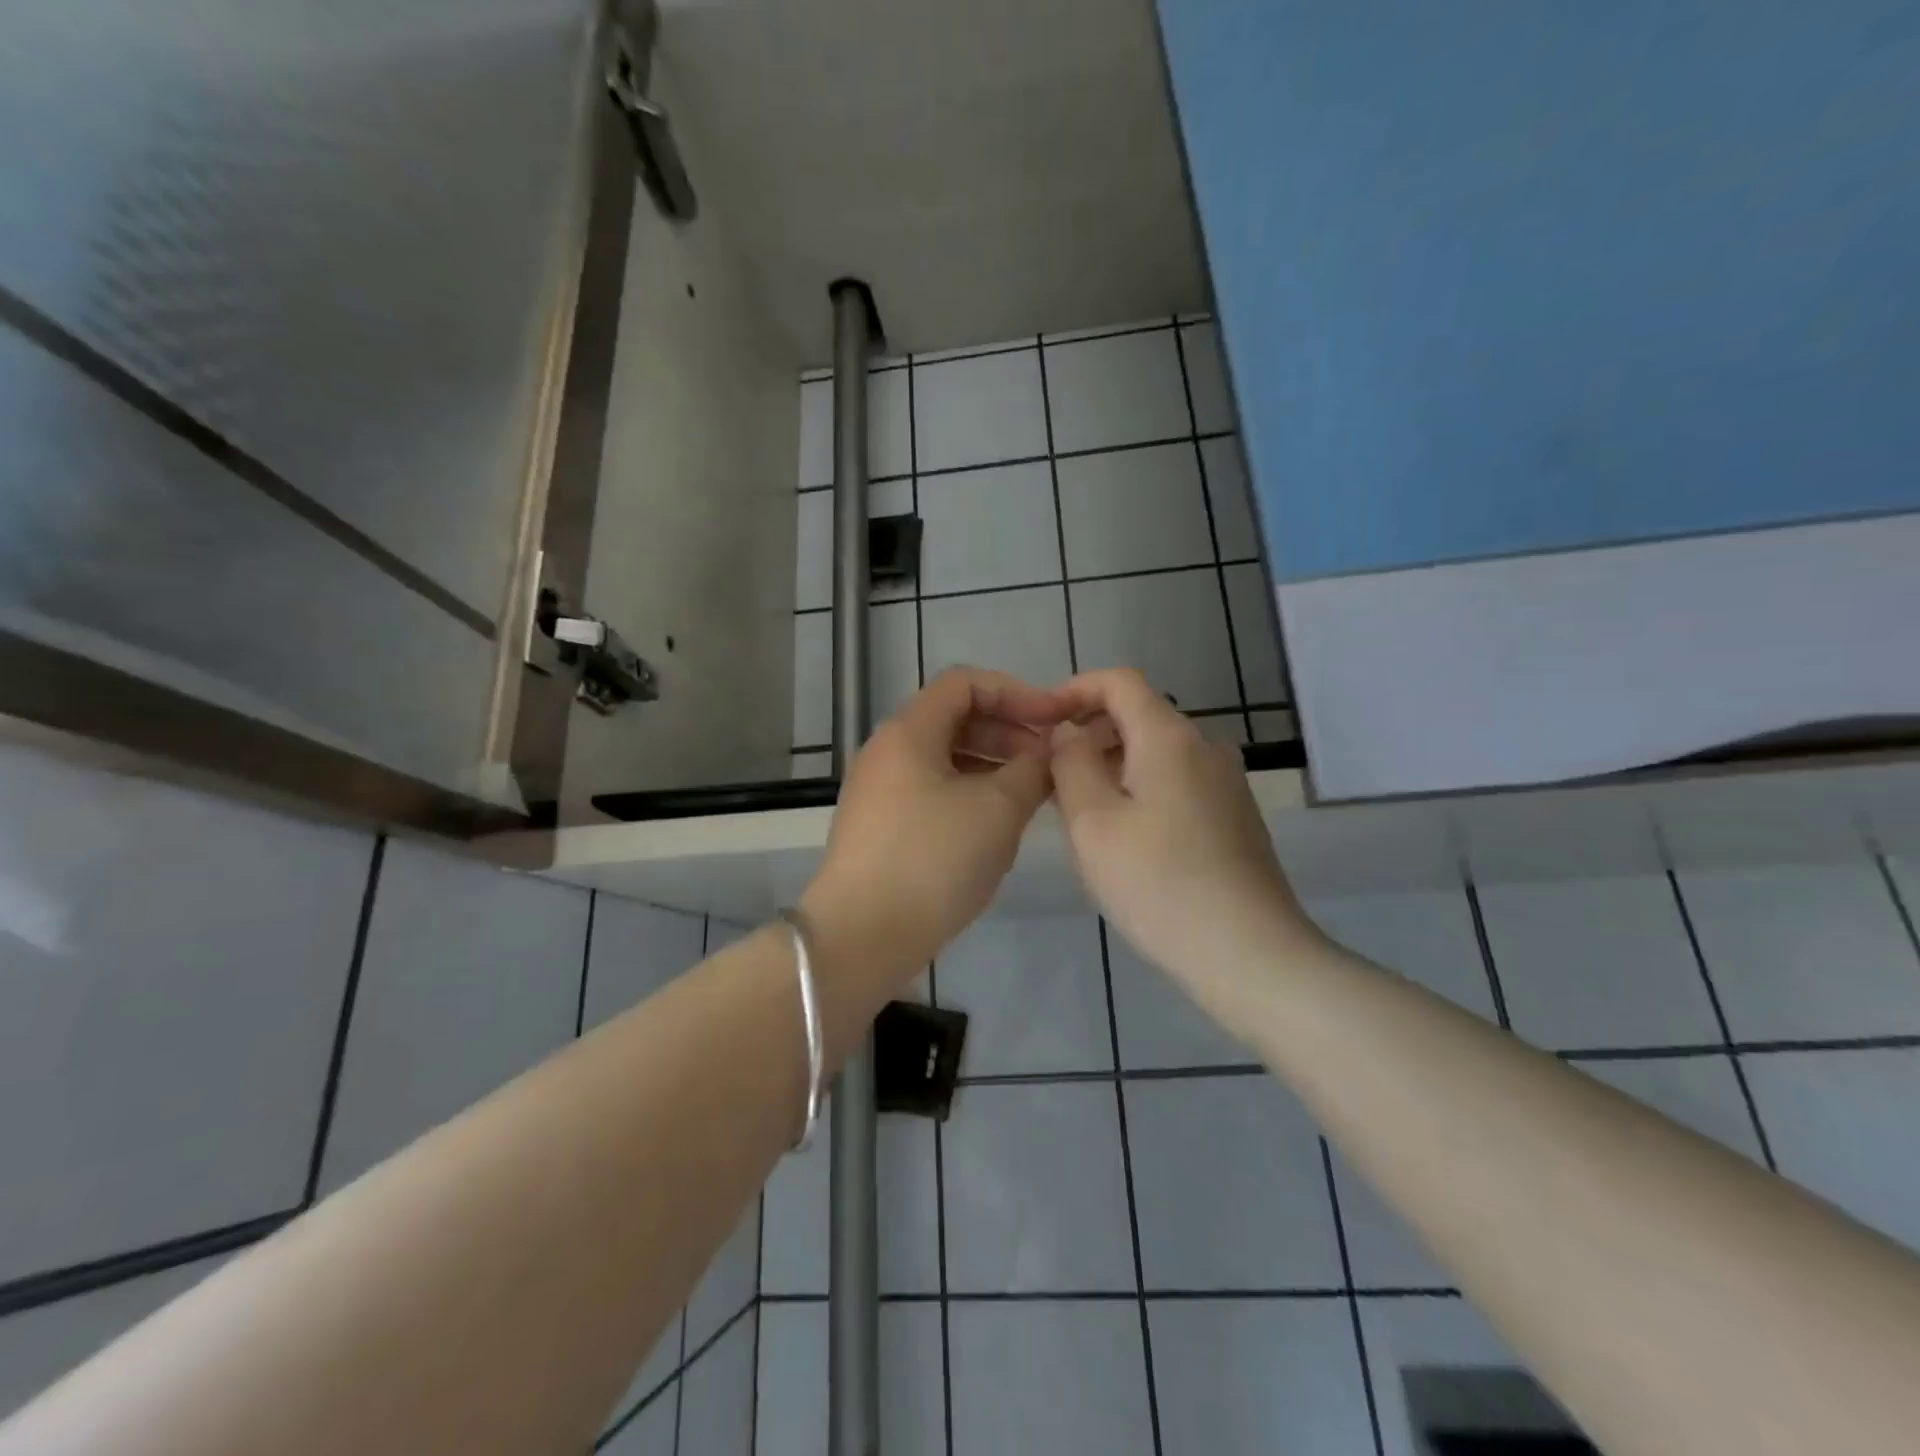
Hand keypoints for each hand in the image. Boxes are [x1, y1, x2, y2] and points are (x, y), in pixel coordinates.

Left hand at [801, 668, 1069, 984]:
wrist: (862, 936)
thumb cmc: (933, 860)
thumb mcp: (998, 810)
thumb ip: (1033, 769)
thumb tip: (1051, 750)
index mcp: (909, 732)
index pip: (965, 683)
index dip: (1016, 693)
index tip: (1054, 722)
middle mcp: (887, 752)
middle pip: (955, 719)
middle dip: (1008, 733)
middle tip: (1048, 764)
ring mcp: (879, 791)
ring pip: (945, 760)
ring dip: (992, 767)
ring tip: (1031, 797)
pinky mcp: (880, 827)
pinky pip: (932, 792)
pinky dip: (969, 795)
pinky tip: (995, 827)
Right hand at [1050, 669, 1315, 989]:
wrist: (1250, 954)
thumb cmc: (1159, 884)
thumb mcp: (1093, 823)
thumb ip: (1071, 764)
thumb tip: (1069, 731)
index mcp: (1169, 737)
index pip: (1119, 681)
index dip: (1075, 690)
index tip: (1041, 722)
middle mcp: (1205, 747)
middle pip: (1138, 716)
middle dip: (1089, 734)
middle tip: (1050, 777)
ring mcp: (1226, 782)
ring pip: (1156, 753)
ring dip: (1112, 766)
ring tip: (1080, 813)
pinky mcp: (1234, 816)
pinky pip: (1176, 782)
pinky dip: (1140, 789)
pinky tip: (1126, 839)